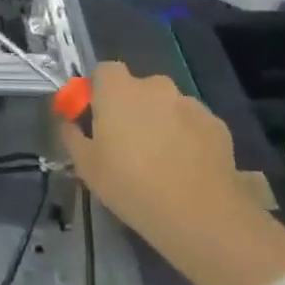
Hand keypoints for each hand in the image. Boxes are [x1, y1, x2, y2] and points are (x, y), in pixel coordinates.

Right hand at [60, 62, 284, 284]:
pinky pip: (192, 123)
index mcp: (118, 90)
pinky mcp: (217, 124)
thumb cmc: (129, 184)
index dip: (98, 90)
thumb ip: (71, 135)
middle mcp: (155, 87)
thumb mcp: (85, 164)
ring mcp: (190, 104)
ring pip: (167, 105)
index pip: (104, 70)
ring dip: (160, 121)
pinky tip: (185, 166)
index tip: (95, 116)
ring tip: (160, 158)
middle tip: (126, 140)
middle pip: (138, 88)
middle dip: (131, 106)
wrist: (197, 213)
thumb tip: (68, 121)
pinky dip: (186, 136)